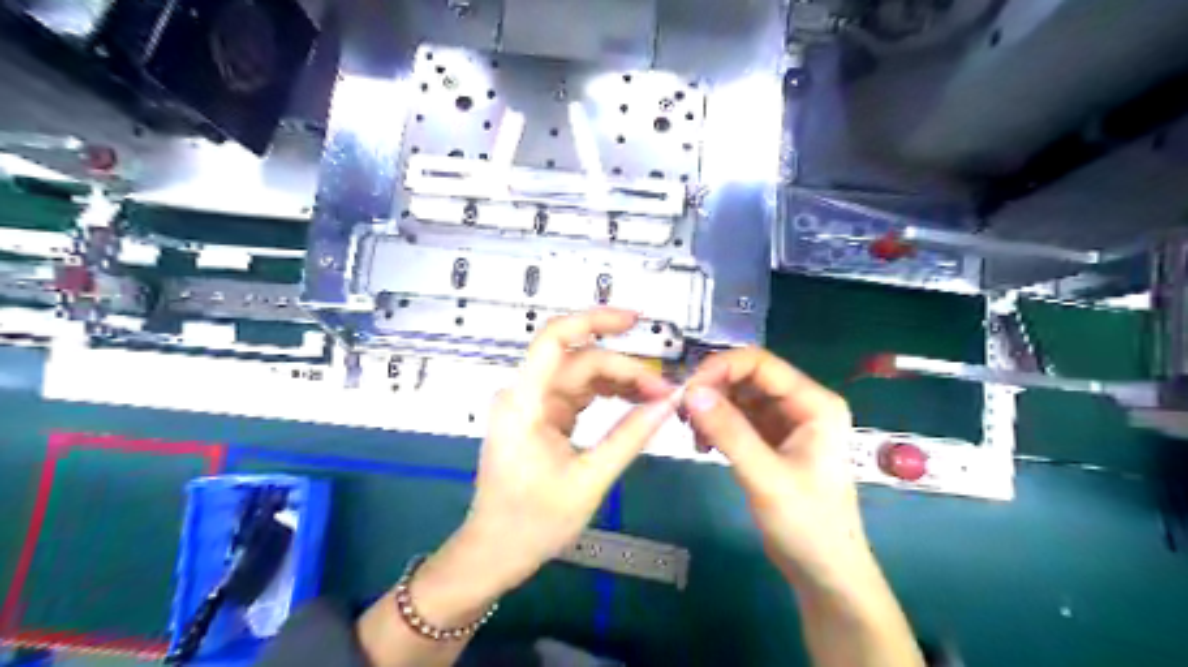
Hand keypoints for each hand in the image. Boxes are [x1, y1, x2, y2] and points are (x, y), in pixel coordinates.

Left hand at [438, 313, 676, 598]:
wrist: (495, 552)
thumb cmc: (533, 522)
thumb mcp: (589, 480)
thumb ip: (630, 436)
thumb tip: (669, 402)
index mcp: (524, 402)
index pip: (554, 339)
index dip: (594, 319)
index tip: (635, 320)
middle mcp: (524, 394)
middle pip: (578, 361)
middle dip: (624, 369)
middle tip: (664, 393)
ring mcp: (531, 404)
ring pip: (580, 375)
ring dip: (618, 381)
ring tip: (656, 398)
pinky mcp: (540, 417)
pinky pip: (577, 394)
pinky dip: (605, 395)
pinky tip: (633, 403)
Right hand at [682, 348, 869, 591]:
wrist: (824, 572)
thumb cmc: (806, 524)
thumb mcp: (765, 476)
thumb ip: (729, 431)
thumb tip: (689, 393)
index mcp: (814, 403)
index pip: (760, 364)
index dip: (720, 368)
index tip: (686, 390)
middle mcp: (802, 404)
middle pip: (748, 377)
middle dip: (713, 389)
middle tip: (682, 412)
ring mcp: (787, 422)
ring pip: (740, 396)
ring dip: (712, 407)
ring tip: (691, 432)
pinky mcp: (773, 439)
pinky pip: (739, 418)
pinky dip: (717, 425)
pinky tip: (703, 444)